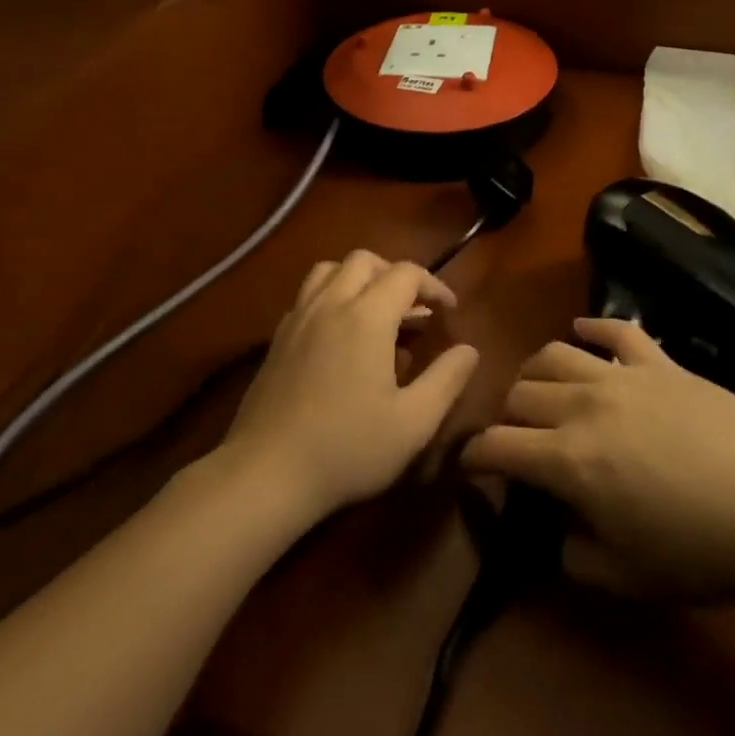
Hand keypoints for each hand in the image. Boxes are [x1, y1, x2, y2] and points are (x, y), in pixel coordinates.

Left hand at [222, 250, 479, 521]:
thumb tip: (469, 350)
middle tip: (414, 309)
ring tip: (376, 312)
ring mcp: (298, 319)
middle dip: (395, 274)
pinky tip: (340, 337)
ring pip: (329, 270)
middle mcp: (330, 304)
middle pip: (364, 260)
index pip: (406, 273)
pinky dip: (331, 298)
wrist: (265, 474)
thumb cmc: (348, 448)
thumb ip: (446, 380)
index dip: (434, 285)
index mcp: (366, 316)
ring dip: (358, 279)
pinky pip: (307, 297)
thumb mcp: (414, 423)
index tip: (449, 310)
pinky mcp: (276, 340)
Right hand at [461, 319, 734, 600]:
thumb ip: (574, 557)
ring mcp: (623, 377)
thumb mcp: (627, 577)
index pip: (497, 446)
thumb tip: (557, 533)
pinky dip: (593, 327)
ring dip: (536, 371)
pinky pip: (617, 331)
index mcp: (568, 461)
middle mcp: (583, 406)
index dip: (475, 457)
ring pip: (555, 353)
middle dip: (506, 416)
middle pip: (520, 393)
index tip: (473, 467)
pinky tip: (584, 331)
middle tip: (519, 438)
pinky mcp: (660, 362)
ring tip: (541, 388)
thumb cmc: (701, 550)